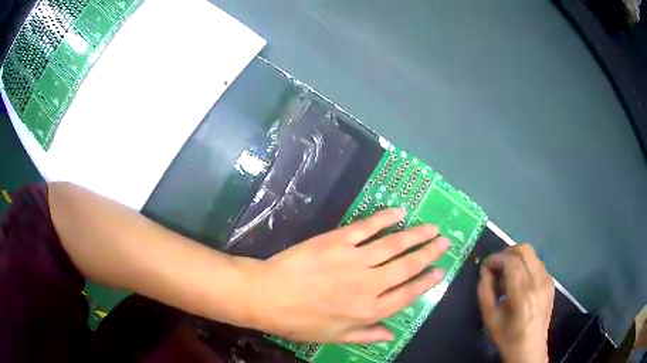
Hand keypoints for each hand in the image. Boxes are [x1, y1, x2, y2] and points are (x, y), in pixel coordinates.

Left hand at [244, 209, 449, 343]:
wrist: (269, 296)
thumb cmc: (300, 321)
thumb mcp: (334, 337)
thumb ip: (366, 335)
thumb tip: (392, 334)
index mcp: (369, 310)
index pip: (407, 294)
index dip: (426, 282)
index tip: (440, 271)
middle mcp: (369, 284)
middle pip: (407, 266)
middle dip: (429, 253)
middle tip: (445, 242)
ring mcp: (355, 260)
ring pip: (394, 244)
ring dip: (416, 235)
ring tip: (432, 227)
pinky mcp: (338, 240)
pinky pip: (367, 227)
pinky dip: (385, 218)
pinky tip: (399, 212)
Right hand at [477, 244, 553, 362]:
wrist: (530, 349)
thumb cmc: (507, 336)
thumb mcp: (490, 317)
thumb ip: (485, 291)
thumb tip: (485, 270)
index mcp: (523, 294)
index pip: (511, 261)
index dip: (496, 258)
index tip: (485, 265)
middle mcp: (538, 282)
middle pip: (525, 250)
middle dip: (507, 252)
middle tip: (496, 265)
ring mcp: (548, 281)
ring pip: (532, 255)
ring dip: (517, 258)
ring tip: (507, 275)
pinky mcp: (551, 282)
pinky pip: (537, 264)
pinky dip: (526, 266)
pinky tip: (519, 282)